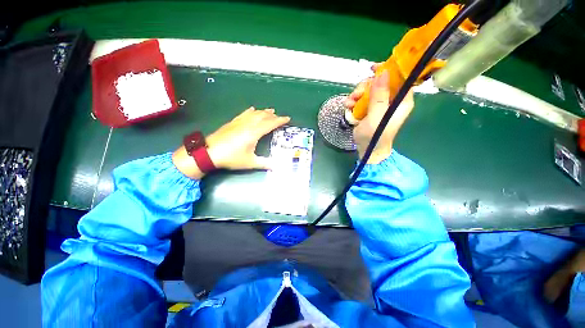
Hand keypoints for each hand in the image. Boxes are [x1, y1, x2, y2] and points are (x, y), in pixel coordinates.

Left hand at [172, 107, 289, 178]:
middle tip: (280, 116)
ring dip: (264, 112)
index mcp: (254, 133)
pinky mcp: (232, 122)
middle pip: (263, 116)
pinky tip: (252, 109)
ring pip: (254, 113)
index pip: (270, 123)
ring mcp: (239, 122)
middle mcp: (248, 124)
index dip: (280, 120)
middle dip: (273, 116)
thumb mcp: (250, 162)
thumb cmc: (231, 158)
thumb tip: (277, 167)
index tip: (287, 118)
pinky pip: (244, 114)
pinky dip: (250, 111)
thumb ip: (265, 164)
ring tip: (270, 110)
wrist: (209, 153)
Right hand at [345, 66, 414, 163]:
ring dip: (357, 94)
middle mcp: (391, 100)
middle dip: (366, 86)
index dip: (389, 70)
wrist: (367, 150)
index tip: (374, 69)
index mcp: (401, 100)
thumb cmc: (375, 136)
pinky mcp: (369, 109)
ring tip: (350, 103)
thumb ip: (379, 96)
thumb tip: (383, 73)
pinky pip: (361, 98)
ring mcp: (379, 104)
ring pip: (368, 90)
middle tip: (356, 95)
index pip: (400, 77)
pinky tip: (348, 107)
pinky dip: (353, 101)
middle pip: (380, 82)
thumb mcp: (377, 116)